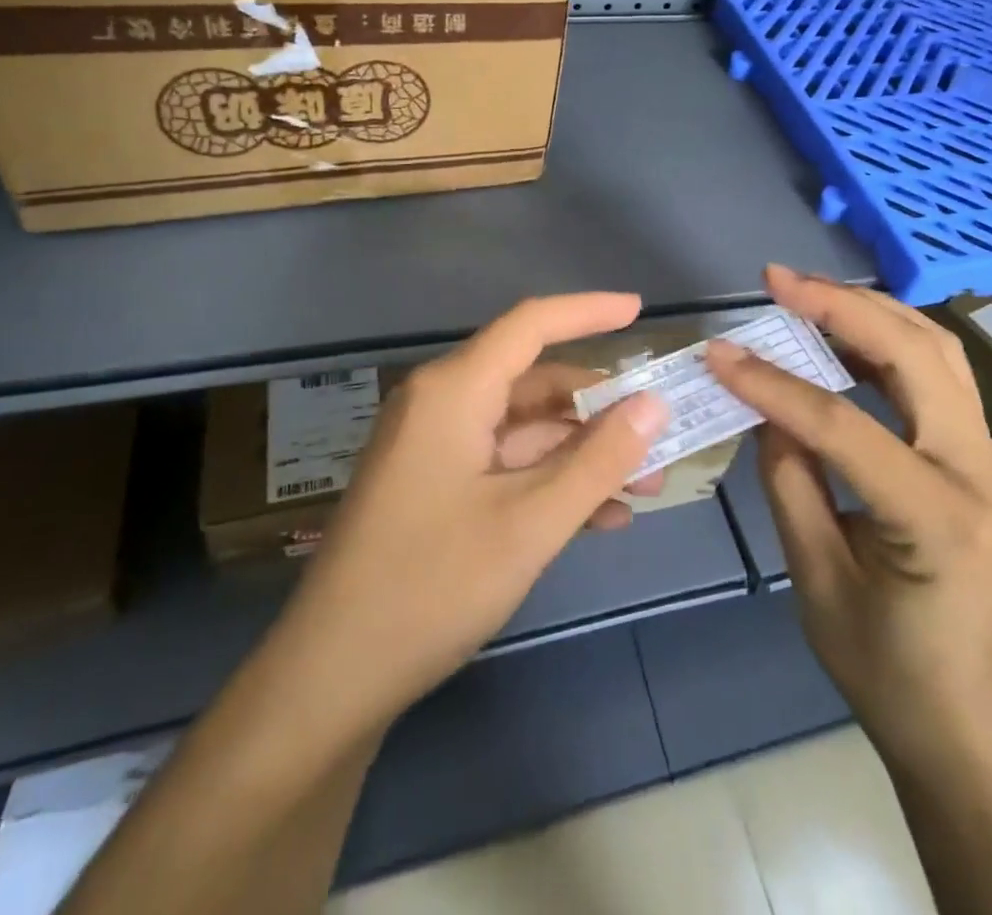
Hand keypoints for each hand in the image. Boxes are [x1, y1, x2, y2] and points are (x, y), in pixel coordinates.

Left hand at [269, 294, 669, 736]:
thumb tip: (654, 404)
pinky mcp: (434, 486)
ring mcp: (435, 447)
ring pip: (525, 430)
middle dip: (600, 410)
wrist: (330, 679)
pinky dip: (551, 482)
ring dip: (583, 454)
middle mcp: (442, 404)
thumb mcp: (530, 523)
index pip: (531, 325)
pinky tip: (600, 519)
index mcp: (453, 391)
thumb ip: (599, 460)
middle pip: (534, 383)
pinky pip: (505, 465)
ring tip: (646, 488)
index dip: (588, 312)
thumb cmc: (431, 587)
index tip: (639, 312)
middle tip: (660, 437)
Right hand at [705, 265, 991, 758]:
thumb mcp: (816, 578)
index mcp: (938, 516)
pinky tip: (841, 334)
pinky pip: (936, 374)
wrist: (968, 718)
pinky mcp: (980, 453)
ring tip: (805, 292)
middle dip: (840, 305)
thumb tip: (766, 406)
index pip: (844, 425)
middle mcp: (981, 469)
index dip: (773, 384)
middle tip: (777, 280)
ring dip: (868, 310)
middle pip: (914, 355)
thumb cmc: (886, 667)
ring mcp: (991, 456)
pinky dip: (886, 339)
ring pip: (936, 349)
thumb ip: (789, 479)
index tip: (719, 353)